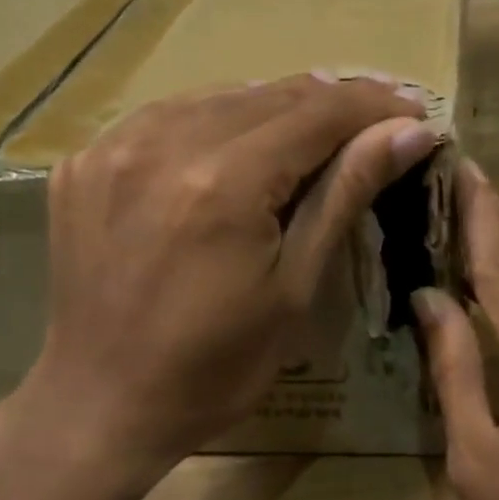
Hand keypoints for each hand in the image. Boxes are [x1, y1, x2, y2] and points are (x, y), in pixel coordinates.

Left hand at [17, 73, 436, 477]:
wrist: (103, 404)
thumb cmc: (215, 367)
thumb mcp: (294, 289)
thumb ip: (344, 196)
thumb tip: (407, 132)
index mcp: (224, 182)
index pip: (316, 113)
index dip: (372, 105)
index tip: (414, 107)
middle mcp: (163, 143)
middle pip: (268, 95)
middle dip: (331, 99)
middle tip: (377, 113)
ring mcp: (113, 148)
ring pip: (216, 97)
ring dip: (273, 105)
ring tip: (317, 124)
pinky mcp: (84, 163)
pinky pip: (165, 118)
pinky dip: (213, 121)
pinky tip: (238, 143)